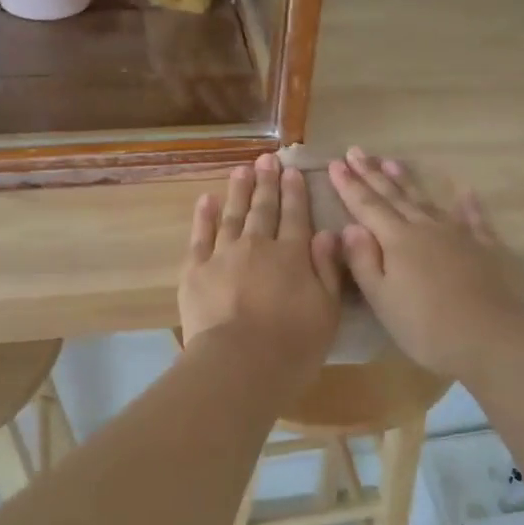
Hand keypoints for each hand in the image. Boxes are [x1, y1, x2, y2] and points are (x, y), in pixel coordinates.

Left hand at [180, 153, 343, 371]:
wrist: (239, 364)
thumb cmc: (292, 345)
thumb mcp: (327, 310)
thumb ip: (328, 269)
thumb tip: (328, 234)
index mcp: (292, 255)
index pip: (296, 216)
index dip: (295, 192)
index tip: (292, 170)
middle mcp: (258, 246)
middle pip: (263, 209)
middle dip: (267, 183)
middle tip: (266, 160)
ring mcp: (223, 255)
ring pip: (233, 215)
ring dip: (238, 191)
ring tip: (241, 170)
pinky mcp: (195, 270)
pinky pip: (200, 236)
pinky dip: (204, 216)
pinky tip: (207, 200)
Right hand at [329, 147, 523, 380]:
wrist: (492, 338)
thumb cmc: (426, 327)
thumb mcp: (382, 300)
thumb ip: (363, 261)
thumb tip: (349, 227)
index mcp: (397, 241)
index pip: (366, 206)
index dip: (349, 185)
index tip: (335, 163)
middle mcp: (426, 228)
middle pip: (394, 196)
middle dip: (372, 174)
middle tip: (356, 151)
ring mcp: (459, 234)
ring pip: (427, 200)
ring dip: (407, 180)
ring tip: (391, 161)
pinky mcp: (486, 247)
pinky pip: (474, 217)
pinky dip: (467, 202)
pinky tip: (463, 189)